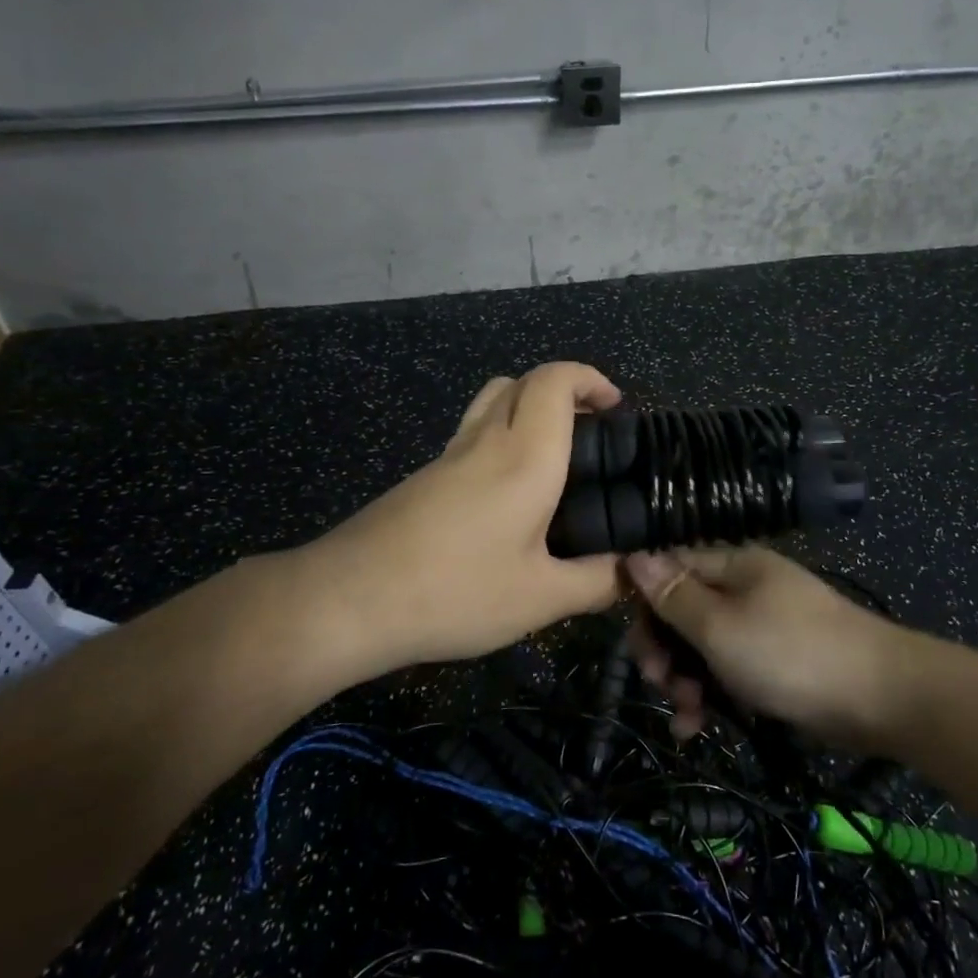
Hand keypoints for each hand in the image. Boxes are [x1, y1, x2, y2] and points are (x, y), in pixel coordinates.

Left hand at [301, 362, 625, 676]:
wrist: (349, 599)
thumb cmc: (455, 591)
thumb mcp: (540, 599)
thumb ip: (595, 583)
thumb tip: (628, 572)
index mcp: (525, 455)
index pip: (555, 380)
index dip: (589, 378)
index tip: (616, 407)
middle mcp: (485, 441)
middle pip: (522, 382)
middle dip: (563, 391)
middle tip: (591, 434)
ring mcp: (448, 456)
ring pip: (491, 403)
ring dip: (528, 410)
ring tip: (554, 459)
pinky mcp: (423, 478)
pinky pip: (471, 436)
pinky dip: (501, 440)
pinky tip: (508, 498)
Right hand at [624, 546, 917, 747]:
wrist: (881, 697)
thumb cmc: (791, 654)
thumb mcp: (720, 627)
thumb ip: (674, 595)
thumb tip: (634, 555)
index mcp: (732, 565)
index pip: (671, 567)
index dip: (644, 601)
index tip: (632, 641)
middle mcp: (744, 588)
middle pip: (683, 610)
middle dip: (664, 649)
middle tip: (659, 683)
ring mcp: (761, 625)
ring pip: (702, 646)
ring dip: (685, 680)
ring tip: (686, 715)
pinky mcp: (774, 661)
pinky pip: (728, 670)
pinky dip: (711, 695)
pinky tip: (696, 727)